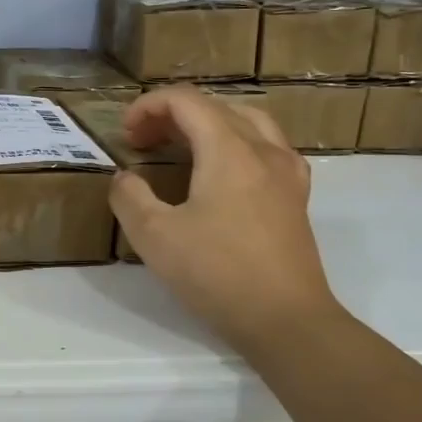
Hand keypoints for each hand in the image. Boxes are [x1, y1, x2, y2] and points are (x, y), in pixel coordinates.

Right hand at [110, 87, 341, 349]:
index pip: (186, 101)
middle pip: (215, 108)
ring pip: (246, 123)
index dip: (148, 106)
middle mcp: (263, 150)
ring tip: (181, 147)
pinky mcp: (296, 197)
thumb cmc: (217, 274)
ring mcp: (287, 173)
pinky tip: (223, 172)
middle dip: (172, 115)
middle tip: (142, 142)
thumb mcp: (154, 236)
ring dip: (207, 125)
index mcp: (229, 150)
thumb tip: (125, 178)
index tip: (125, 134)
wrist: (286, 321)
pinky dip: (236, 144)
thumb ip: (129, 197)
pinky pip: (266, 148)